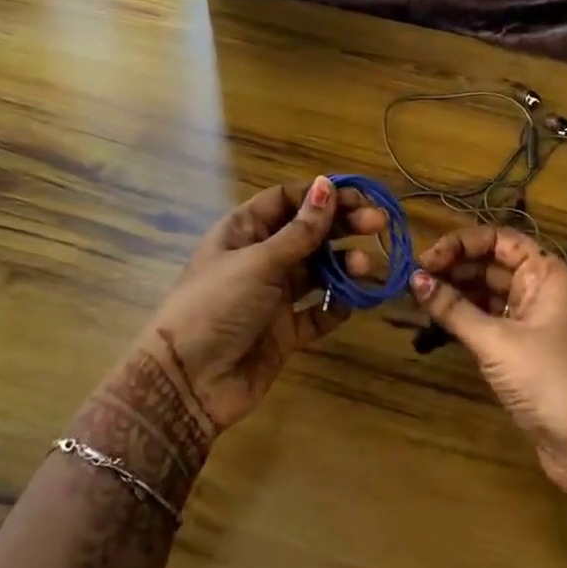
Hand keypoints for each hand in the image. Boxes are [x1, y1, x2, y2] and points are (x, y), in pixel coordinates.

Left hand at [139, 178, 383, 440]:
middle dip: (342, 226)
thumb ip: (300, 230)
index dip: (321, 195)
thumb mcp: (259, 262)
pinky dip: (336, 306)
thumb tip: (327, 185)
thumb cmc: (217, 305)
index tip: (358, 196)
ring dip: (344, 266)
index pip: (287, 200)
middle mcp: (261, 258)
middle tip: (378, 223)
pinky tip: (350, 303)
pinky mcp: (284, 332)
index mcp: (244, 231)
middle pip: (308, 233)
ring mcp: (273, 296)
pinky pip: (318, 312)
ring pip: (318, 272)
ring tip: (364, 268)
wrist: (188, 382)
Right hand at [410, 225, 566, 506]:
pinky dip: (464, 321)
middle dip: (452, 270)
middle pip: (491, 265)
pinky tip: (434, 325)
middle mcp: (542, 289)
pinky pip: (490, 322)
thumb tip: (414, 279)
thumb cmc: (549, 379)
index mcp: (547, 273)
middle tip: (413, 282)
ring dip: (454, 296)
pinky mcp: (525, 350)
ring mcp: (534, 321)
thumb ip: (453, 308)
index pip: (499, 239)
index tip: (426, 259)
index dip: (461, 244)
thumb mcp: (496, 341)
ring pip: (488, 294)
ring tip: (417, 303)